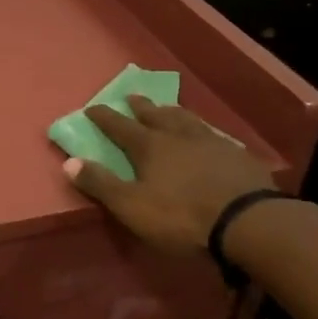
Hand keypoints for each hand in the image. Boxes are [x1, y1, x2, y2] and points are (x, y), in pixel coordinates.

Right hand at [63, 95, 275, 257]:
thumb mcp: (131, 206)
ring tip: (168, 107)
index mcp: (149, 147)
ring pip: (187, 120)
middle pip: (156, 115)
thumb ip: (100, 184)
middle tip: (131, 96)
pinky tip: (208, 135)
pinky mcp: (238, 156)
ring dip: (173, 112)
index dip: (104, 117)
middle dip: (140, 106)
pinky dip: (203, 130)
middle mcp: (178, 136)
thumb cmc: (182, 216)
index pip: (119, 126)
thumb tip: (69, 162)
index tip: (91, 107)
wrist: (249, 222)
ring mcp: (212, 142)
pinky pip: (214, 135)